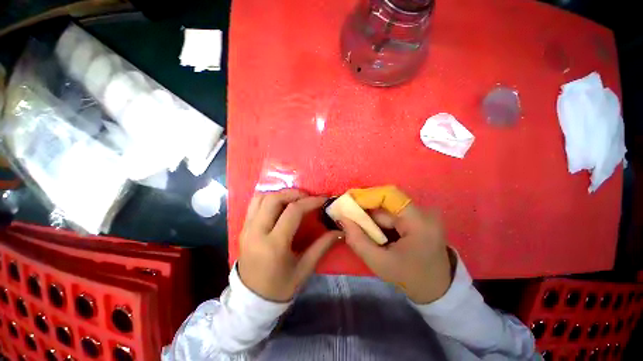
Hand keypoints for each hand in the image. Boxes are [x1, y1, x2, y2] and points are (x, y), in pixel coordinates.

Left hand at [238, 189, 342, 301]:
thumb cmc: (279, 287)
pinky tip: (280, 204)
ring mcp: (247, 228)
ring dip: (280, 194)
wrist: (250, 300)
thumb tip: (340, 231)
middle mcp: (257, 232)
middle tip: (308, 197)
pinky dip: (269, 198)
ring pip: (262, 198)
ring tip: (294, 199)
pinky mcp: (243, 228)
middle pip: (275, 199)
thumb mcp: (304, 269)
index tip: (323, 199)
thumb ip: (322, 246)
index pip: (293, 212)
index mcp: (274, 245)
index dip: (310, 202)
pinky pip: (254, 204)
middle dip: (294, 193)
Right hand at [340, 204, 452, 303]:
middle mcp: (423, 212)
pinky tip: (375, 231)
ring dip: (373, 217)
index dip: (366, 196)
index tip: (348, 203)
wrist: (438, 289)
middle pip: (387, 202)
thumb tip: (342, 219)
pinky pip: (394, 213)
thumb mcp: (380, 263)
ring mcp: (423, 214)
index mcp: (418, 221)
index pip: (389, 195)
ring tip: (361, 228)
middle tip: (349, 218)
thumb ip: (358, 240)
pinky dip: (381, 220)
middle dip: (366, 210)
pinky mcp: (419, 218)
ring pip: (389, 207)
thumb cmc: (411, 278)